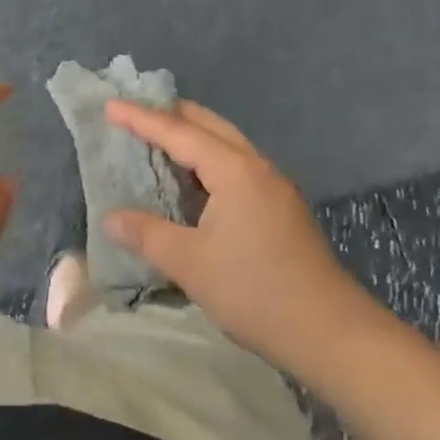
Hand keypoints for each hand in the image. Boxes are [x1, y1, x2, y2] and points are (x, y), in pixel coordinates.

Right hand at [103, 98, 383, 369]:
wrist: (330, 333)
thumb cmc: (255, 291)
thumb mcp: (190, 263)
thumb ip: (147, 234)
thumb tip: (111, 218)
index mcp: (234, 171)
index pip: (179, 132)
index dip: (141, 118)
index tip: (109, 105)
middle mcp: (256, 168)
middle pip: (209, 126)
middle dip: (170, 114)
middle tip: (133, 114)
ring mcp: (274, 188)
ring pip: (226, 145)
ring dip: (191, 137)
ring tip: (156, 140)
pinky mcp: (280, 209)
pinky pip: (235, 167)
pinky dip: (206, 161)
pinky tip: (192, 181)